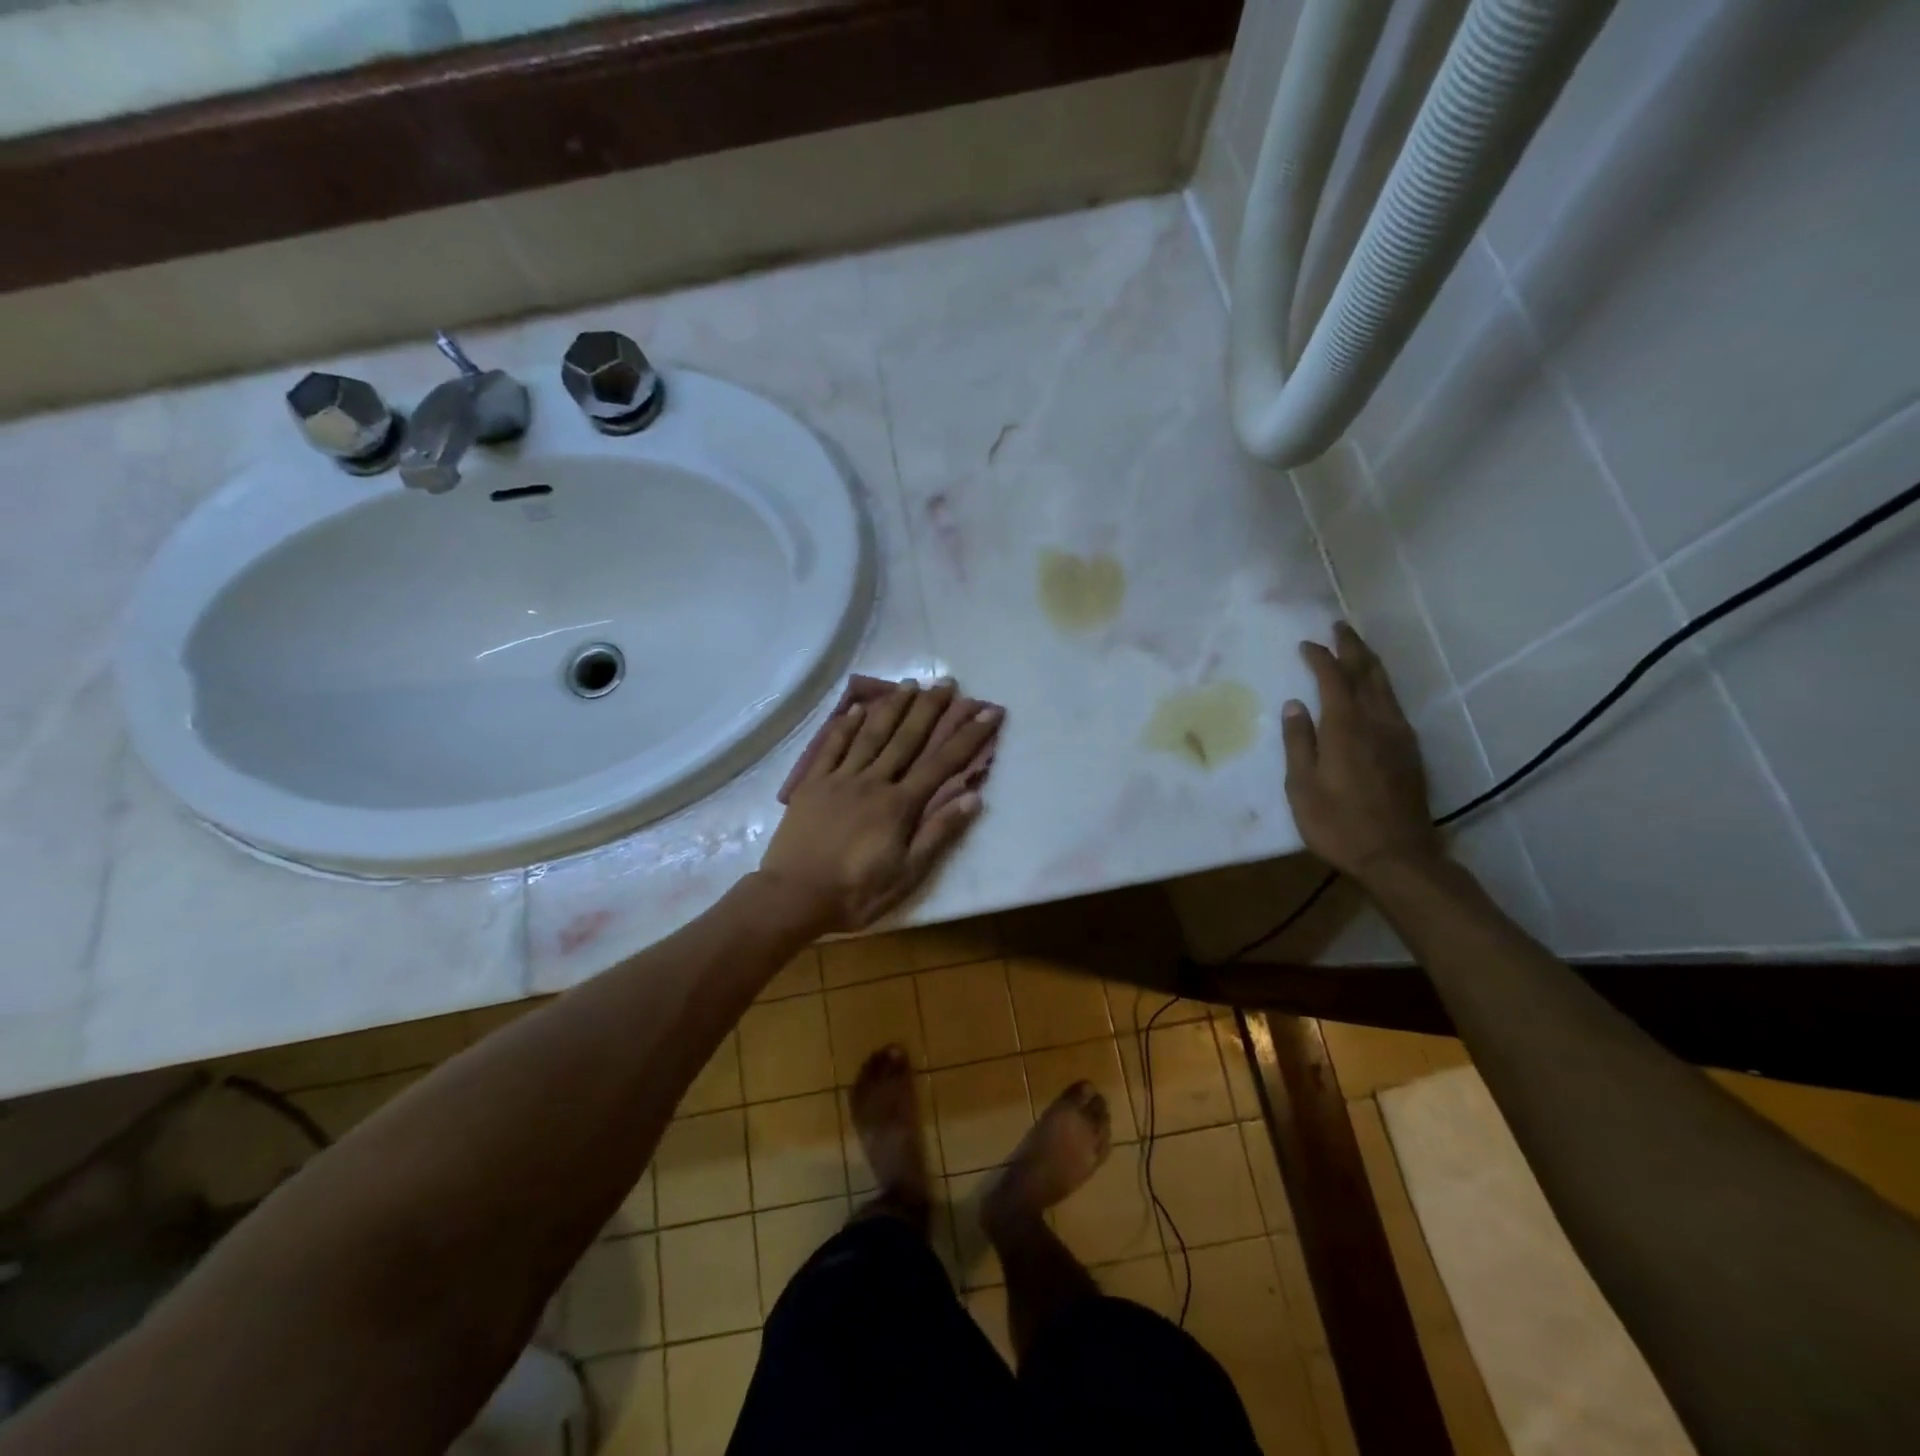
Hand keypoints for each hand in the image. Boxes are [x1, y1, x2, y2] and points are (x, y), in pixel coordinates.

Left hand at [758, 681, 1003, 933]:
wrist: (793, 897)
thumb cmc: (856, 892)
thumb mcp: (907, 874)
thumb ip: (938, 833)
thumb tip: (972, 797)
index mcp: (899, 804)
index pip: (942, 763)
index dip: (968, 736)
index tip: (987, 711)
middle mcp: (873, 781)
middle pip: (907, 738)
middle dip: (930, 709)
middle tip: (947, 681)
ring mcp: (840, 779)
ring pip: (871, 735)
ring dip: (892, 707)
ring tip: (910, 683)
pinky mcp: (812, 784)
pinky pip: (831, 747)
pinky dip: (846, 726)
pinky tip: (858, 708)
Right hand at [1282, 623, 1444, 882]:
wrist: (1397, 855)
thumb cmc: (1338, 823)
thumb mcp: (1302, 786)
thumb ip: (1299, 742)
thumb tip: (1295, 705)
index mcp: (1346, 728)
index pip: (1333, 679)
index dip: (1320, 658)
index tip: (1306, 644)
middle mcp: (1377, 722)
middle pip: (1367, 673)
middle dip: (1353, 647)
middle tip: (1340, 627)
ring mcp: (1398, 736)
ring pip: (1385, 687)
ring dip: (1370, 663)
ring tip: (1357, 649)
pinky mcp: (1410, 751)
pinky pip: (1394, 704)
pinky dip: (1380, 686)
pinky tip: (1375, 691)